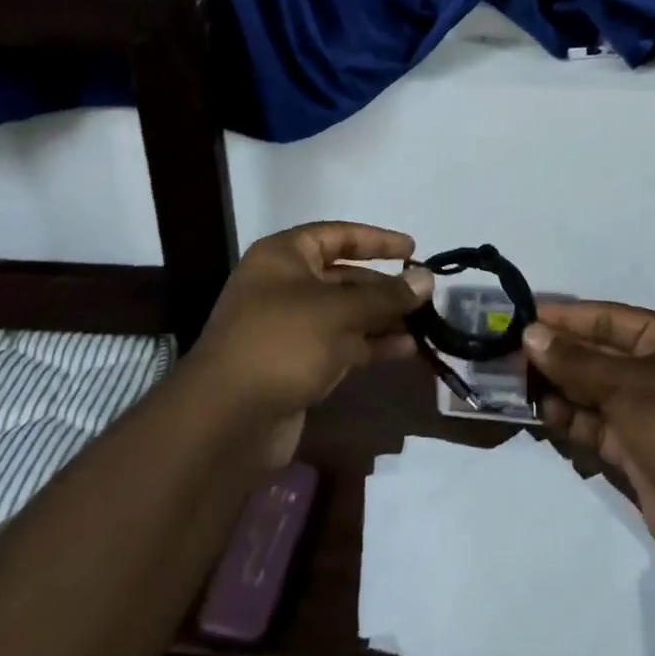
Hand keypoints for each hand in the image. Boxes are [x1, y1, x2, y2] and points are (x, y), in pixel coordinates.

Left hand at [186, 222, 430, 464]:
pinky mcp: (297, 364)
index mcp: (284, 257)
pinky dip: (371, 344)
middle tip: (424, 294)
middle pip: (344, 277)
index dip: (376, 240)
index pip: (338, 235)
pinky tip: (406, 349)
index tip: (413, 249)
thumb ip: (386, 295)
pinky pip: (342, 345)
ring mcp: (290, 328)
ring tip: (424, 323)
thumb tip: (428, 278)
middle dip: (384, 286)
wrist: (227, 420)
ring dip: (383, 318)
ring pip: (346, 314)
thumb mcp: (339, 312)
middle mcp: (285, 286)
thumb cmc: (282, 343)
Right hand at [523, 302, 654, 577]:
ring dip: (558, 387)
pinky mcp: (635, 453)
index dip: (567, 317)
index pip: (608, 320)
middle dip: (557, 354)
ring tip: (516, 383)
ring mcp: (646, 415)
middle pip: (598, 356)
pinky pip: (594, 427)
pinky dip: (569, 420)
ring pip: (592, 392)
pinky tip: (542, 413)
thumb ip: (576, 361)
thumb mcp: (628, 382)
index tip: (524, 315)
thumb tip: (531, 334)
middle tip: (509, 352)